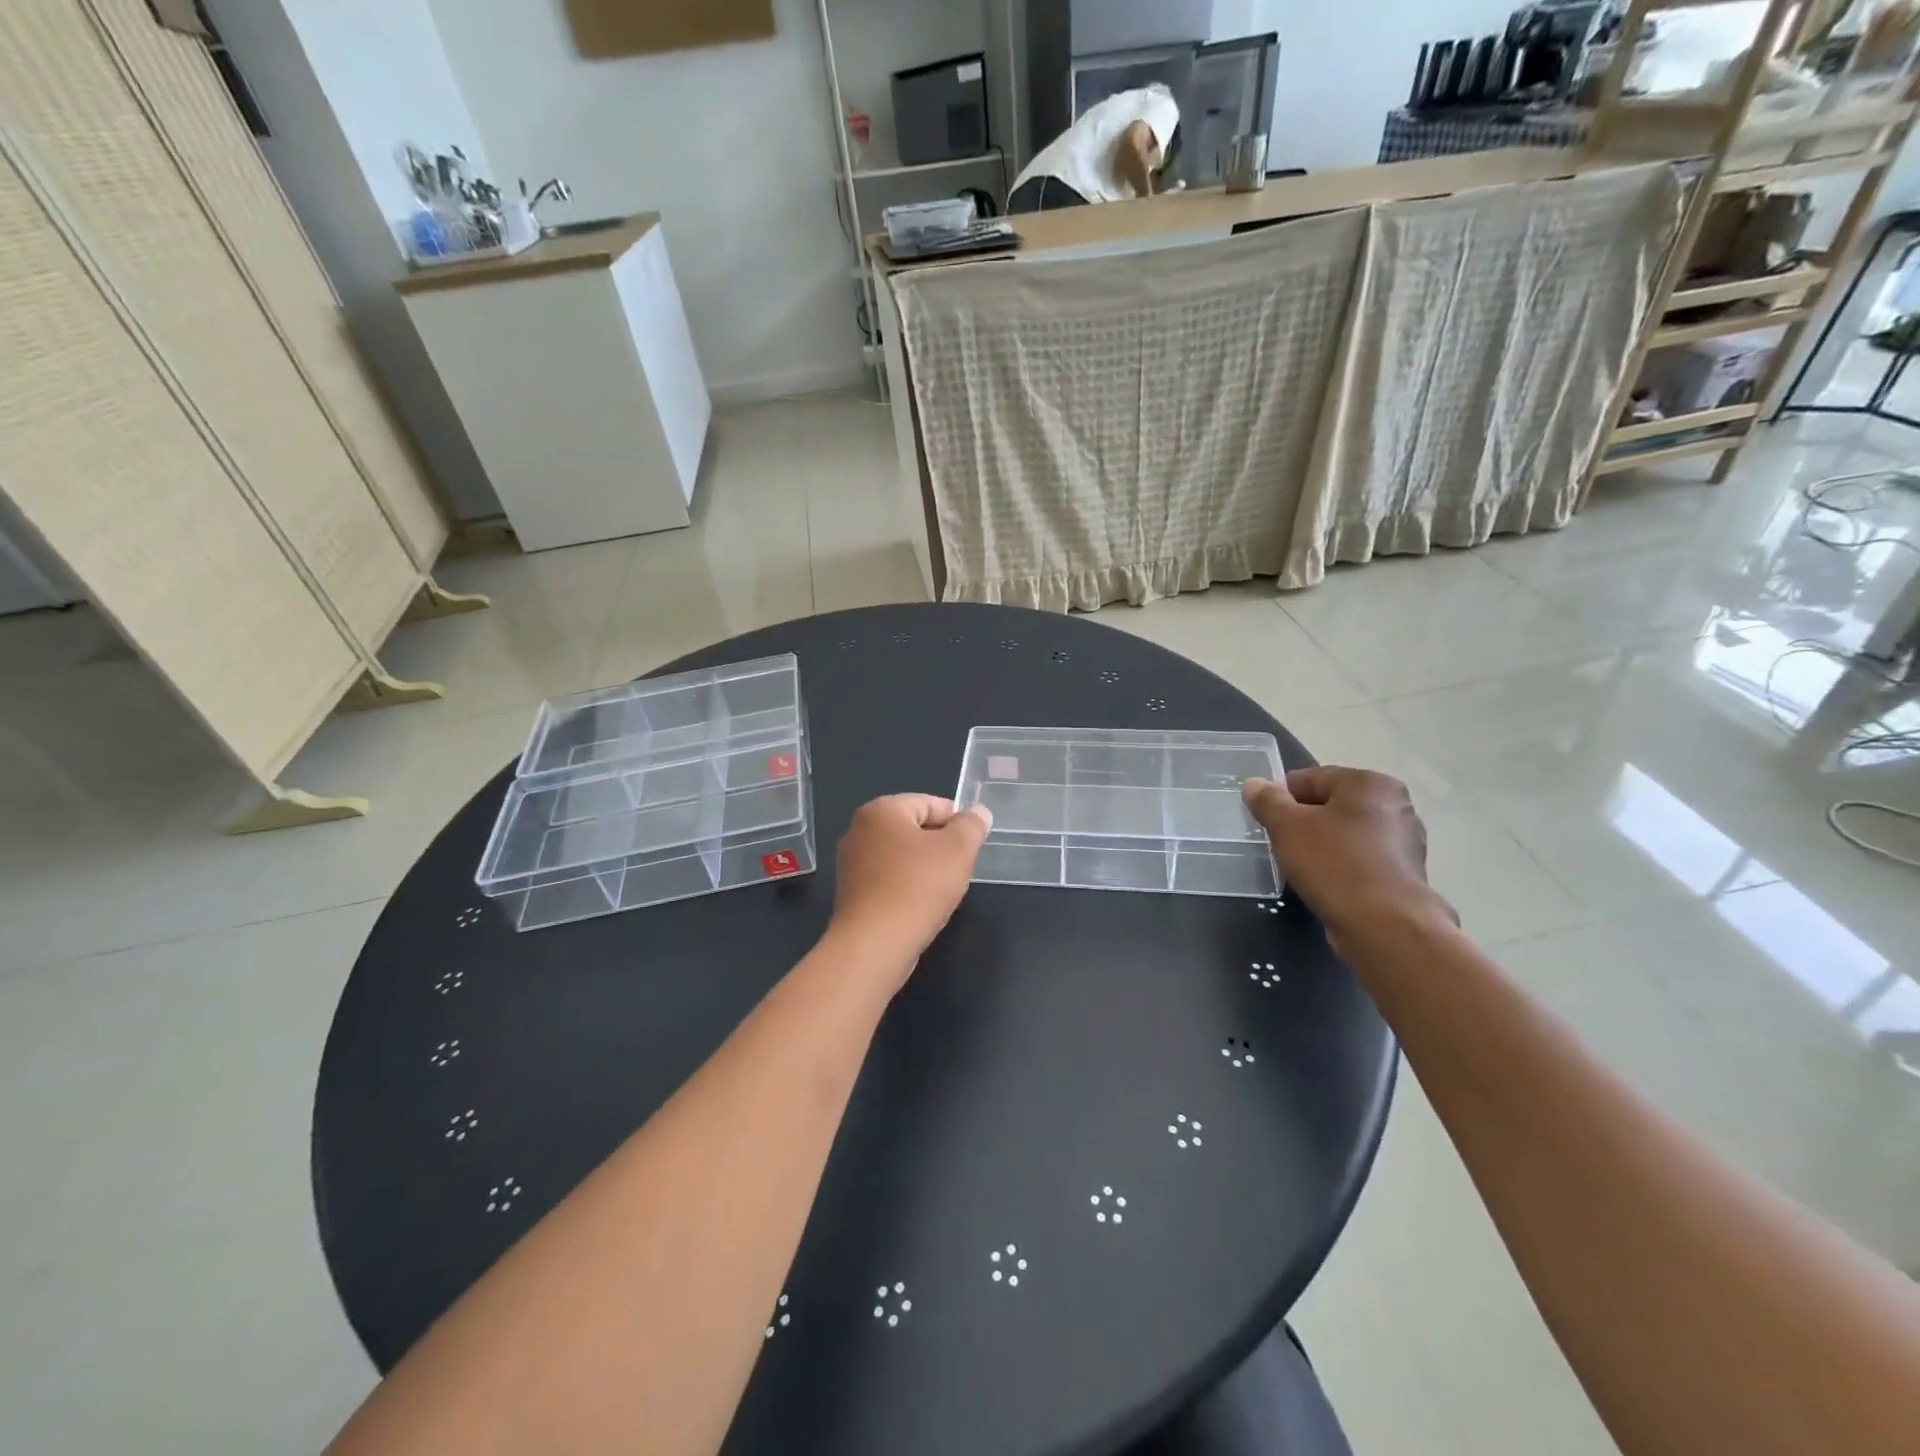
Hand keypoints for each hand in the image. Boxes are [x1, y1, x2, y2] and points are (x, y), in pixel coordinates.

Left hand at [829, 794, 992, 982]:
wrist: (875, 944)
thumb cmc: (918, 887)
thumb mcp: (958, 850)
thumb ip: (971, 826)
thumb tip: (978, 813)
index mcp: (881, 810)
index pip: (929, 803)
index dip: (957, 820)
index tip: (973, 843)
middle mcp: (859, 830)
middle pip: (913, 828)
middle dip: (940, 844)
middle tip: (962, 867)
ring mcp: (851, 863)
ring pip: (901, 855)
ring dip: (925, 867)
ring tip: (944, 888)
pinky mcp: (852, 892)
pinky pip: (888, 878)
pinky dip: (907, 885)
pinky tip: (922, 904)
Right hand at [1242, 769, 1451, 949]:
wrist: (1384, 925)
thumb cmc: (1334, 864)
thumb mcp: (1287, 826)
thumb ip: (1267, 801)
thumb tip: (1254, 784)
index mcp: (1369, 783)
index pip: (1310, 779)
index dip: (1281, 798)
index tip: (1267, 823)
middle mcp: (1395, 804)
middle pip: (1330, 805)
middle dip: (1303, 822)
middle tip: (1282, 846)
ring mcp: (1405, 841)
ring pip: (1345, 834)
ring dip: (1322, 846)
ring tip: (1302, 869)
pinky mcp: (1405, 874)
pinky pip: (1360, 860)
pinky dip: (1341, 868)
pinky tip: (1326, 885)